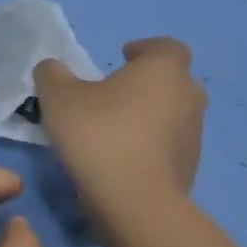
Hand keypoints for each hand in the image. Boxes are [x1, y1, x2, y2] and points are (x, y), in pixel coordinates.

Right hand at [34, 38, 205, 220]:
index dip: (144, 49)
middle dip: (146, 84)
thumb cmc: (99, 134)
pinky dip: (149, 146)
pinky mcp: (190, 167)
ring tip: (112, 129)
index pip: (165, 47)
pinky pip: (168, 146)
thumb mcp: (58, 97)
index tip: (121, 57)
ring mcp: (194, 134)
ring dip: (147, 116)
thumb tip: (53, 68)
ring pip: (171, 114)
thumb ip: (52, 74)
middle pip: (172, 81)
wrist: (134, 199)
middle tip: (112, 95)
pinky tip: (120, 158)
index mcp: (163, 70)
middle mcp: (188, 96)